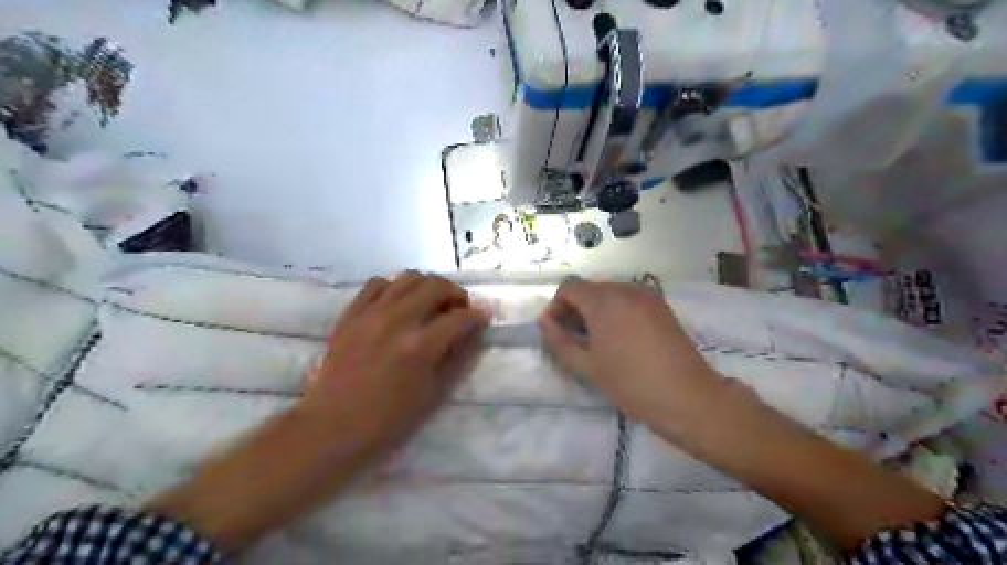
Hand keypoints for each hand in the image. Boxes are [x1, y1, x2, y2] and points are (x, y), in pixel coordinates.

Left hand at [147, 274, 492, 550]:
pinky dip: (395, 287)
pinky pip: (377, 284)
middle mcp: (397, 320)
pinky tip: (399, 302)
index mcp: (420, 346)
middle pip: (436, 286)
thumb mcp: (434, 394)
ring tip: (432, 300)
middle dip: (456, 293)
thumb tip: (475, 332)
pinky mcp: (351, 314)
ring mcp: (371, 313)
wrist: (332, 427)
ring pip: (408, 278)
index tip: (483, 317)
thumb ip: (458, 358)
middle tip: (460, 307)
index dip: (478, 315)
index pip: (460, 317)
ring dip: (428, 285)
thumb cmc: (388, 420)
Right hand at [538, 281, 719, 425]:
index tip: (555, 332)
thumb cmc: (630, 383)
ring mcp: (647, 296)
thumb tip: (545, 322)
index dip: (556, 307)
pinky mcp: (662, 307)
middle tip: (572, 340)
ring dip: (595, 311)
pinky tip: (619, 339)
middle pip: (589, 289)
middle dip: (575, 309)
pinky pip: (629, 301)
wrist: (687, 397)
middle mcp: (625, 289)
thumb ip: (559, 340)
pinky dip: (616, 312)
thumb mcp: (587, 365)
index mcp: (604, 300)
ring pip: (610, 294)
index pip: (569, 288)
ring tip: (596, 342)